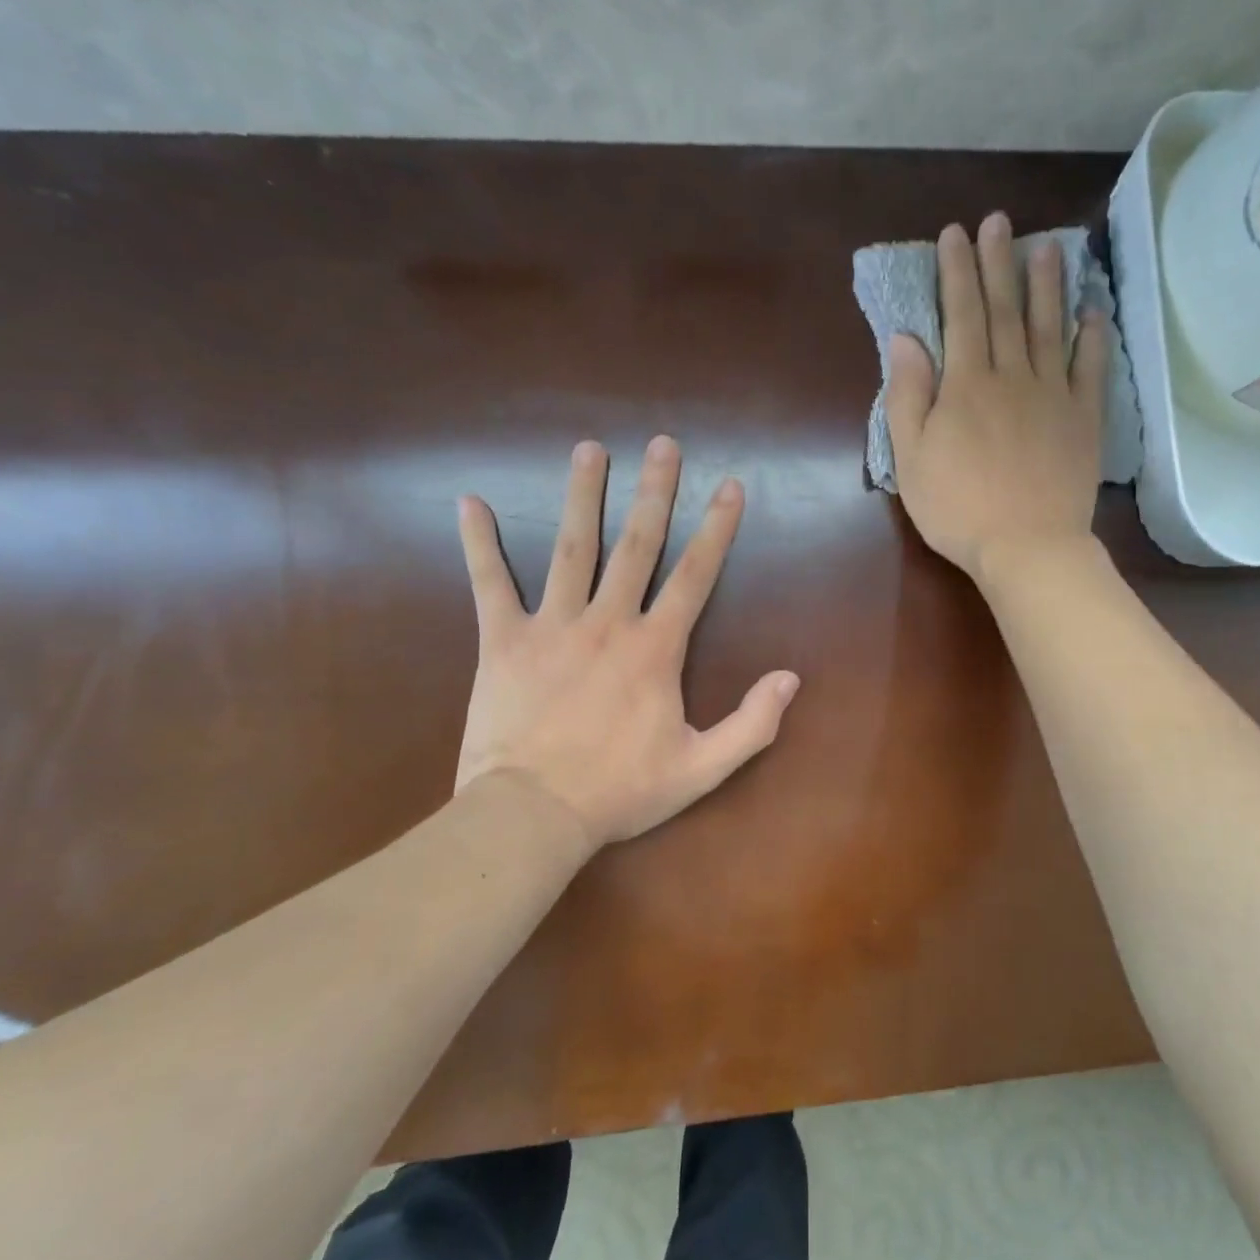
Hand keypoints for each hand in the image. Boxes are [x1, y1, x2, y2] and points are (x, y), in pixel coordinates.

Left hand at [454, 437, 799, 854]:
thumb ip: (752, 724)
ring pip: (571, 547)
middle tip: (663, 444)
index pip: (695, 575)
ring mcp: (552, 625)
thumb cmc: (620, 790)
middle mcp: (608, 622)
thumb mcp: (701, 768)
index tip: (730, 486)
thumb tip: (791, 679)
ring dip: (582, 495)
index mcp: (655, 648)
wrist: (533, 814)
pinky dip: (479, 543)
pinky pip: (489, 583)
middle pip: (637, 544)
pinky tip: (469, 502)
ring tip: (589, 450)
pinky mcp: (502, 640)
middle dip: (655, 491)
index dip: (717, 529)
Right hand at [884, 212, 1107, 581]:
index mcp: (966, 384)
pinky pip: (1091, 368)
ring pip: (1050, 328)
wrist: (1026, 546)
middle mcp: (1013, 376)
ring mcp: (1054, 395)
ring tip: (1047, 247)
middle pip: (1006, 310)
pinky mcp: (1084, 418)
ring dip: (1047, 285)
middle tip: (998, 221)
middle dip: (998, 263)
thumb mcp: (910, 457)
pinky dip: (1094, 337)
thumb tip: (905, 339)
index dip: (956, 272)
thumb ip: (907, 395)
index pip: (961, 315)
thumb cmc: (957, 506)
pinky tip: (1093, 311)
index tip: (955, 235)